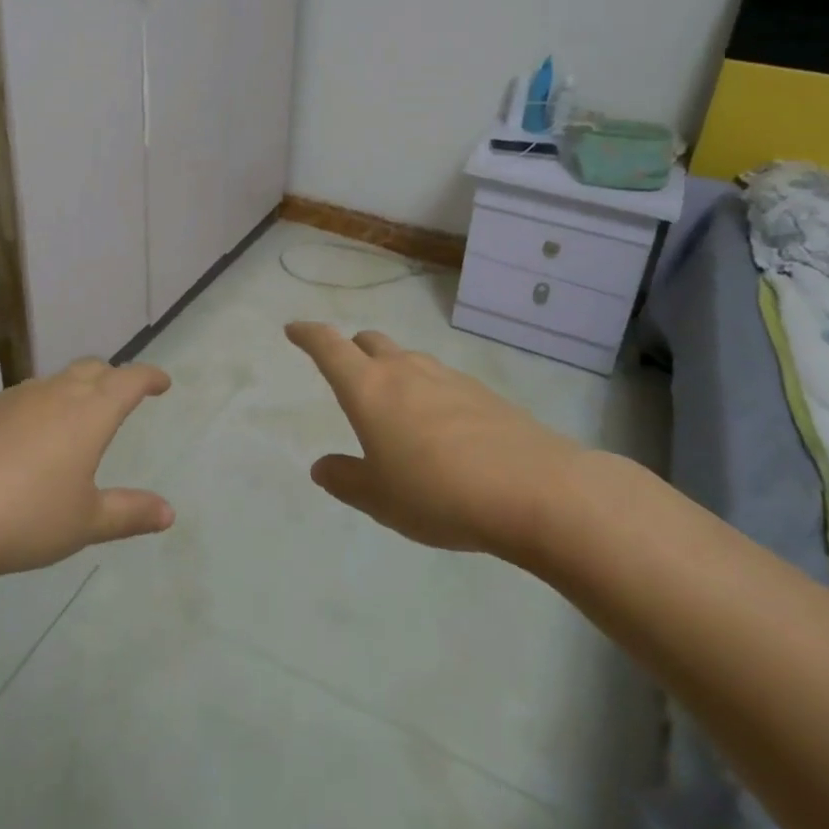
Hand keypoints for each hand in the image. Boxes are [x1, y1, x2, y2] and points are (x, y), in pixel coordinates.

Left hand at [0, 358, 175, 581]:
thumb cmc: (21, 516)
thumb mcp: (83, 523)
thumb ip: (128, 513)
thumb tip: (169, 511)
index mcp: (89, 412)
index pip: (129, 380)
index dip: (150, 378)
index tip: (163, 383)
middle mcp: (55, 393)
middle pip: (93, 369)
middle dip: (114, 377)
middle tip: (124, 395)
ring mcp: (15, 399)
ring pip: (58, 380)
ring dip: (78, 388)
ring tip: (80, 416)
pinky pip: (28, 396)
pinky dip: (45, 404)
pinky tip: (32, 437)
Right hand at [284, 322, 581, 555]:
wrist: (535, 490)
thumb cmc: (438, 493)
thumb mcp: (380, 498)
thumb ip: (345, 479)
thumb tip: (321, 466)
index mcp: (368, 388)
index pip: (329, 346)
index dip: (308, 335)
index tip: (294, 329)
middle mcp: (405, 371)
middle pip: (370, 342)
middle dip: (352, 350)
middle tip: (346, 371)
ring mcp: (447, 377)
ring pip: (408, 359)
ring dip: (392, 370)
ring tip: (394, 406)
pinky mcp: (482, 393)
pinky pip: (441, 380)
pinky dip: (427, 391)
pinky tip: (440, 427)